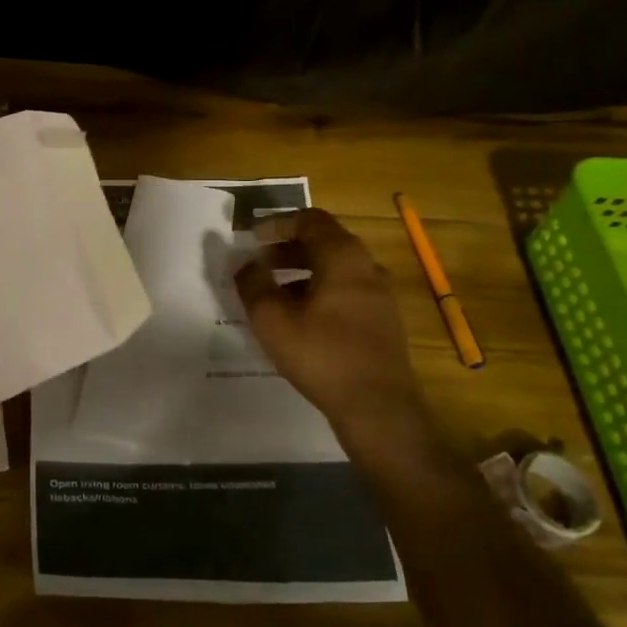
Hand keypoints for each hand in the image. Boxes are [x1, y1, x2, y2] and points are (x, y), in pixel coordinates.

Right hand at [234, 208, 426, 442]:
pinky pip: (346, 290)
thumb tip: (244, 262)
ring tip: (273, 292)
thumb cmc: (322, 355)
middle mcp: (366, 267)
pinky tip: (300, 317)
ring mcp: (379, 294)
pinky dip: (319, 290)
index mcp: (343, 257)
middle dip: (287, 247)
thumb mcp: (273, 320)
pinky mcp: (382, 319)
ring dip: (302, 270)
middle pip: (324, 241)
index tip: (251, 238)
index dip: (277, 224)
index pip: (309, 220)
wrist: (378, 406)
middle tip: (258, 262)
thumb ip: (253, 285)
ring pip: (335, 268)